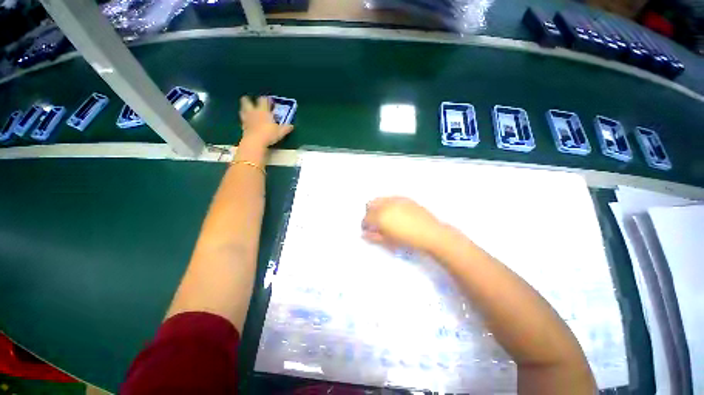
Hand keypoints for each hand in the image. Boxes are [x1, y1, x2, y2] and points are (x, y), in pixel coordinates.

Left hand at [238, 96, 293, 149]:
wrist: (255, 141)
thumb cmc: (269, 134)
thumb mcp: (280, 132)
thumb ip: (285, 128)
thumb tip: (291, 126)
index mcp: (263, 110)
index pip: (263, 100)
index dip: (266, 100)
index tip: (269, 101)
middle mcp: (253, 111)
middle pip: (247, 101)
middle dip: (249, 100)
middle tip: (253, 103)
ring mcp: (247, 118)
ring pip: (242, 110)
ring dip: (245, 109)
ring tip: (249, 112)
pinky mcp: (243, 126)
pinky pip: (243, 120)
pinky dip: (245, 120)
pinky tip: (248, 124)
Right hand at [362, 197, 445, 252]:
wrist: (431, 234)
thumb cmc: (408, 241)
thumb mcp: (388, 242)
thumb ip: (374, 237)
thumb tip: (364, 234)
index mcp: (380, 216)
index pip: (366, 218)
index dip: (365, 225)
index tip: (368, 230)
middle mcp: (386, 205)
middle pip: (370, 205)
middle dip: (369, 214)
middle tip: (375, 223)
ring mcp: (396, 199)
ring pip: (379, 199)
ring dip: (378, 207)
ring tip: (385, 217)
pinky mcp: (405, 198)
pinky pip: (391, 198)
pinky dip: (388, 204)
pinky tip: (395, 213)